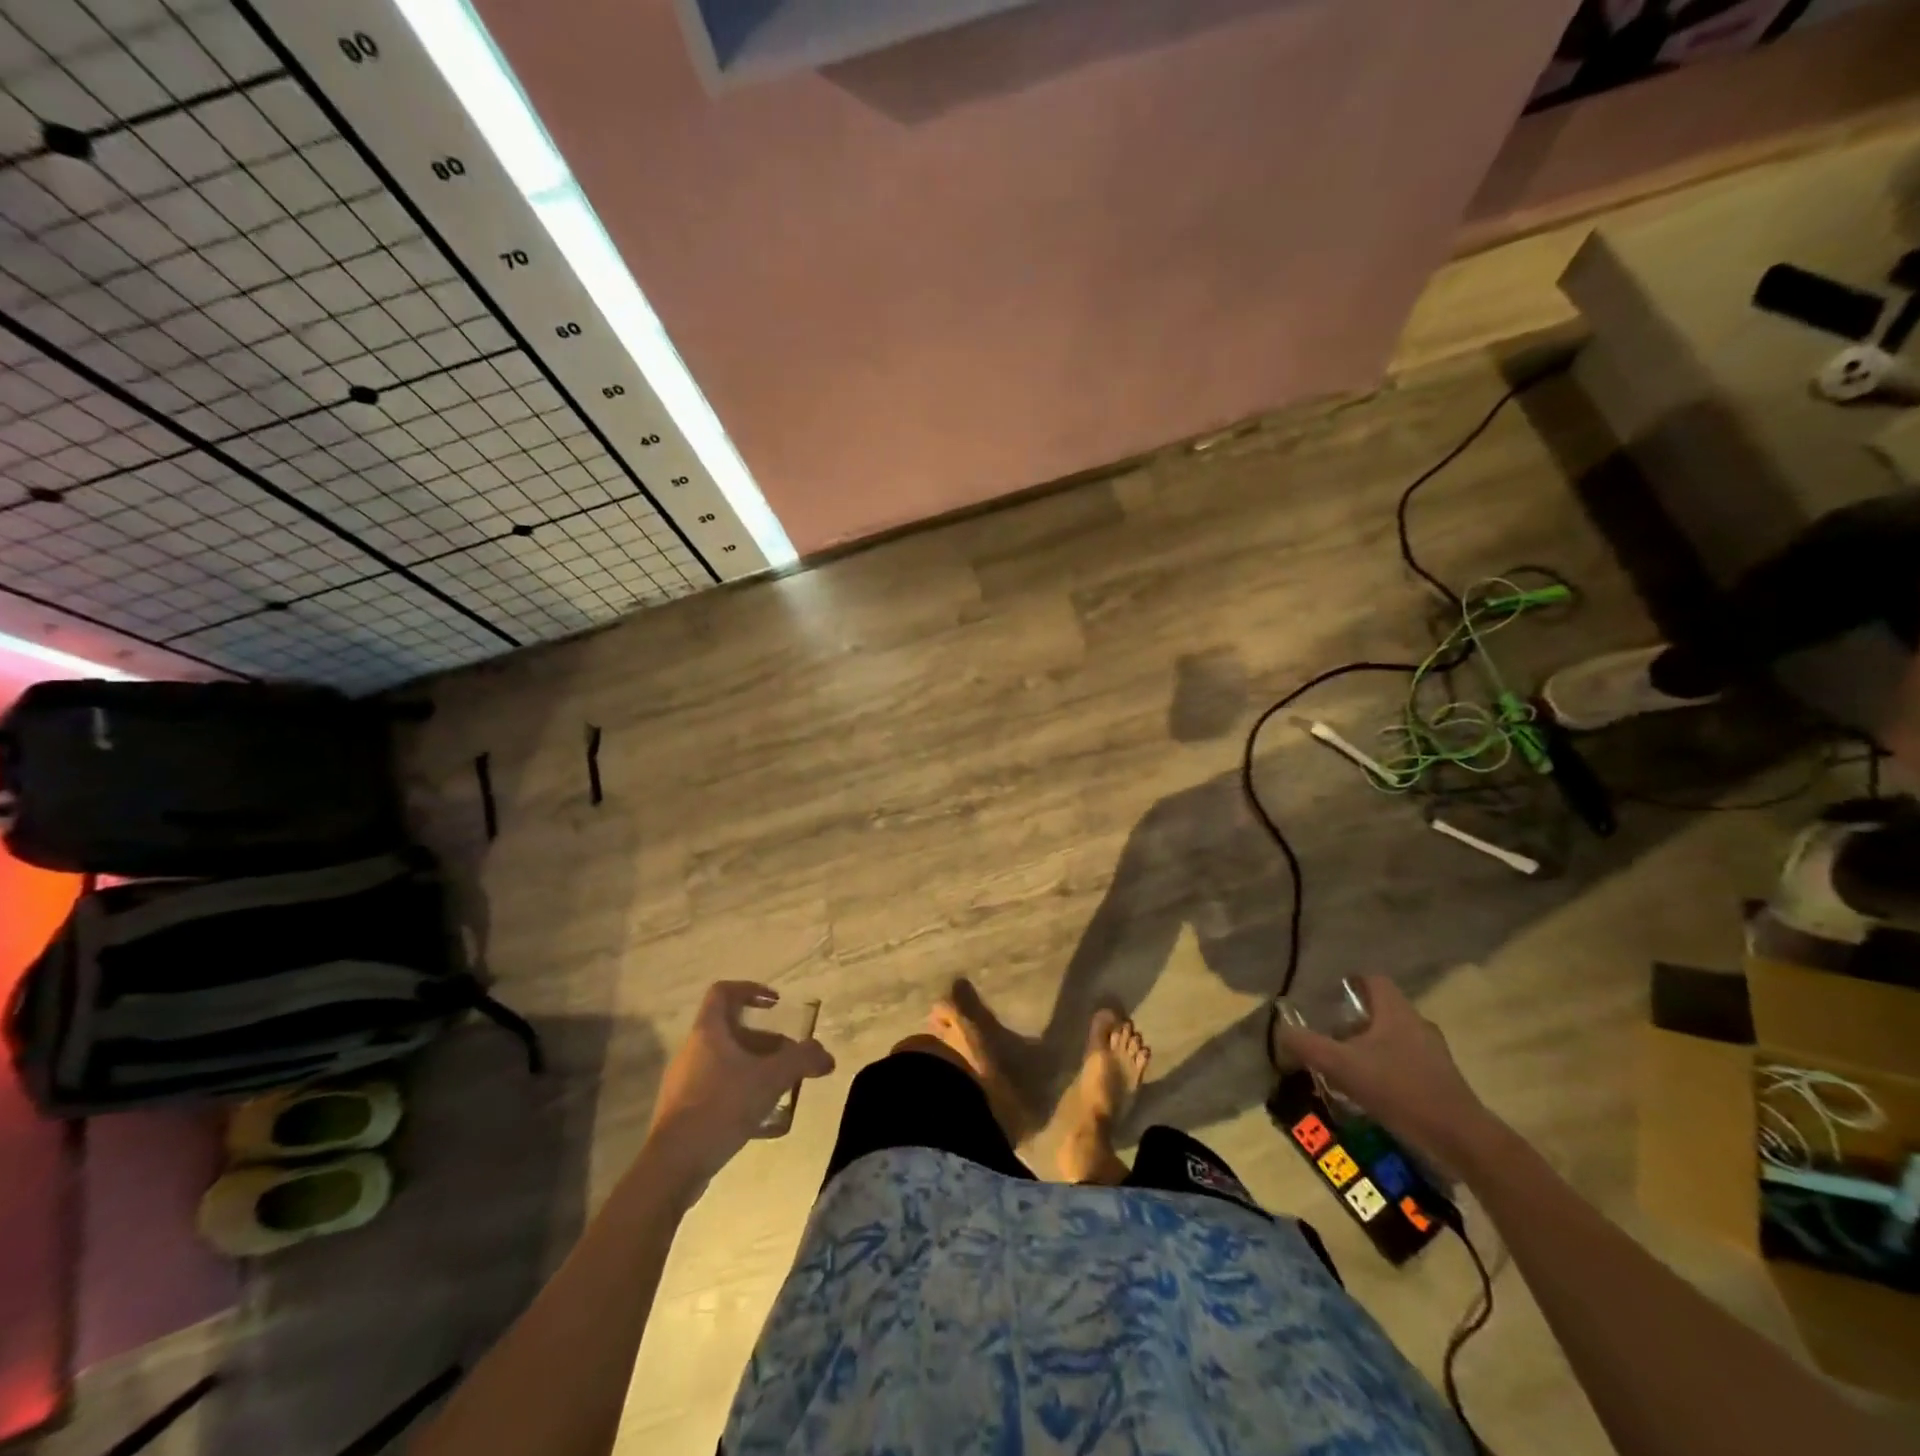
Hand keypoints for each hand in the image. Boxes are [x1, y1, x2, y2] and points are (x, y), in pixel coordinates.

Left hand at [642, 982, 833, 1205]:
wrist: (673, 1165)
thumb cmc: (721, 1107)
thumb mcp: (770, 1079)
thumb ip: (801, 1061)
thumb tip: (826, 1056)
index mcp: (707, 1032)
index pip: (724, 992)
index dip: (751, 990)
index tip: (776, 1004)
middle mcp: (692, 1051)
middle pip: (731, 1031)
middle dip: (765, 1041)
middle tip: (789, 1057)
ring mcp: (684, 1083)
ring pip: (726, 1062)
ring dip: (756, 1068)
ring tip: (781, 1088)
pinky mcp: (684, 1112)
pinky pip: (718, 1090)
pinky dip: (743, 1093)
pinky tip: (763, 1119)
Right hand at [1276, 976, 1496, 1175]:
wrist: (1460, 1139)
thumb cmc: (1399, 1089)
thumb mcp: (1342, 1066)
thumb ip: (1307, 1046)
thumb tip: (1281, 1032)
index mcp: (1396, 1012)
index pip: (1372, 980)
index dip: (1349, 984)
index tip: (1326, 999)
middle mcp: (1418, 1025)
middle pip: (1380, 1011)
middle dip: (1353, 1022)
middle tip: (1329, 1037)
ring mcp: (1434, 1054)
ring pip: (1393, 1039)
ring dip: (1369, 1049)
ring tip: (1345, 1068)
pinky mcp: (1441, 1081)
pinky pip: (1406, 1064)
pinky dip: (1386, 1071)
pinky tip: (1371, 1093)